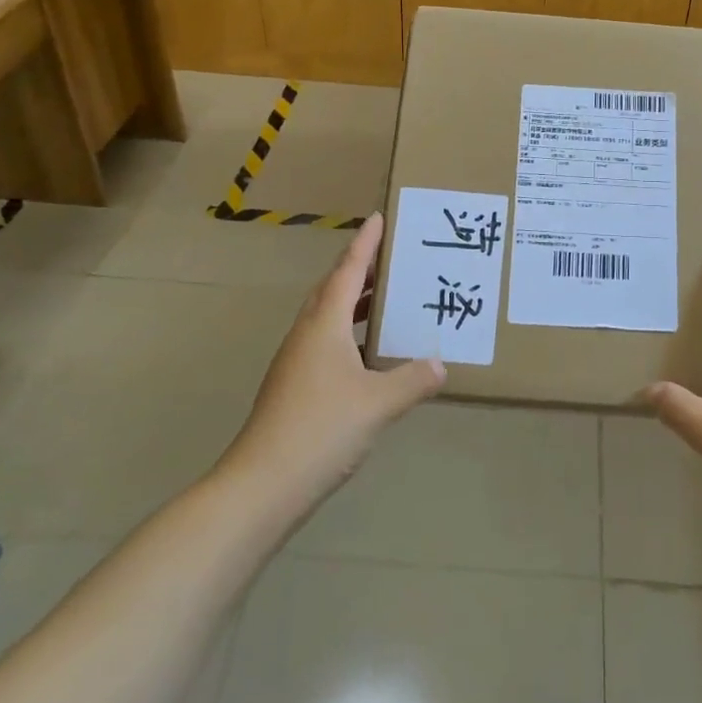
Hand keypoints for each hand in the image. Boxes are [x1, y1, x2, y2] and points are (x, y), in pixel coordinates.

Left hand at [225, 213, 444, 506]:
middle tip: (391, 257)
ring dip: (354, 302)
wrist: (262, 485)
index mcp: (324, 325)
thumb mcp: (378, 403)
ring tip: (387, 299)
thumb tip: (439, 363)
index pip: (347, 271)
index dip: (365, 244)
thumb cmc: (321, 430)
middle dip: (360, 269)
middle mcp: (307, 335)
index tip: (379, 217)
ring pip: (327, 317)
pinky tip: (370, 355)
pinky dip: (349, 334)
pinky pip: (326, 343)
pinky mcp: (294, 387)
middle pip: (333, 289)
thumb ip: (412, 380)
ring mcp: (296, 362)